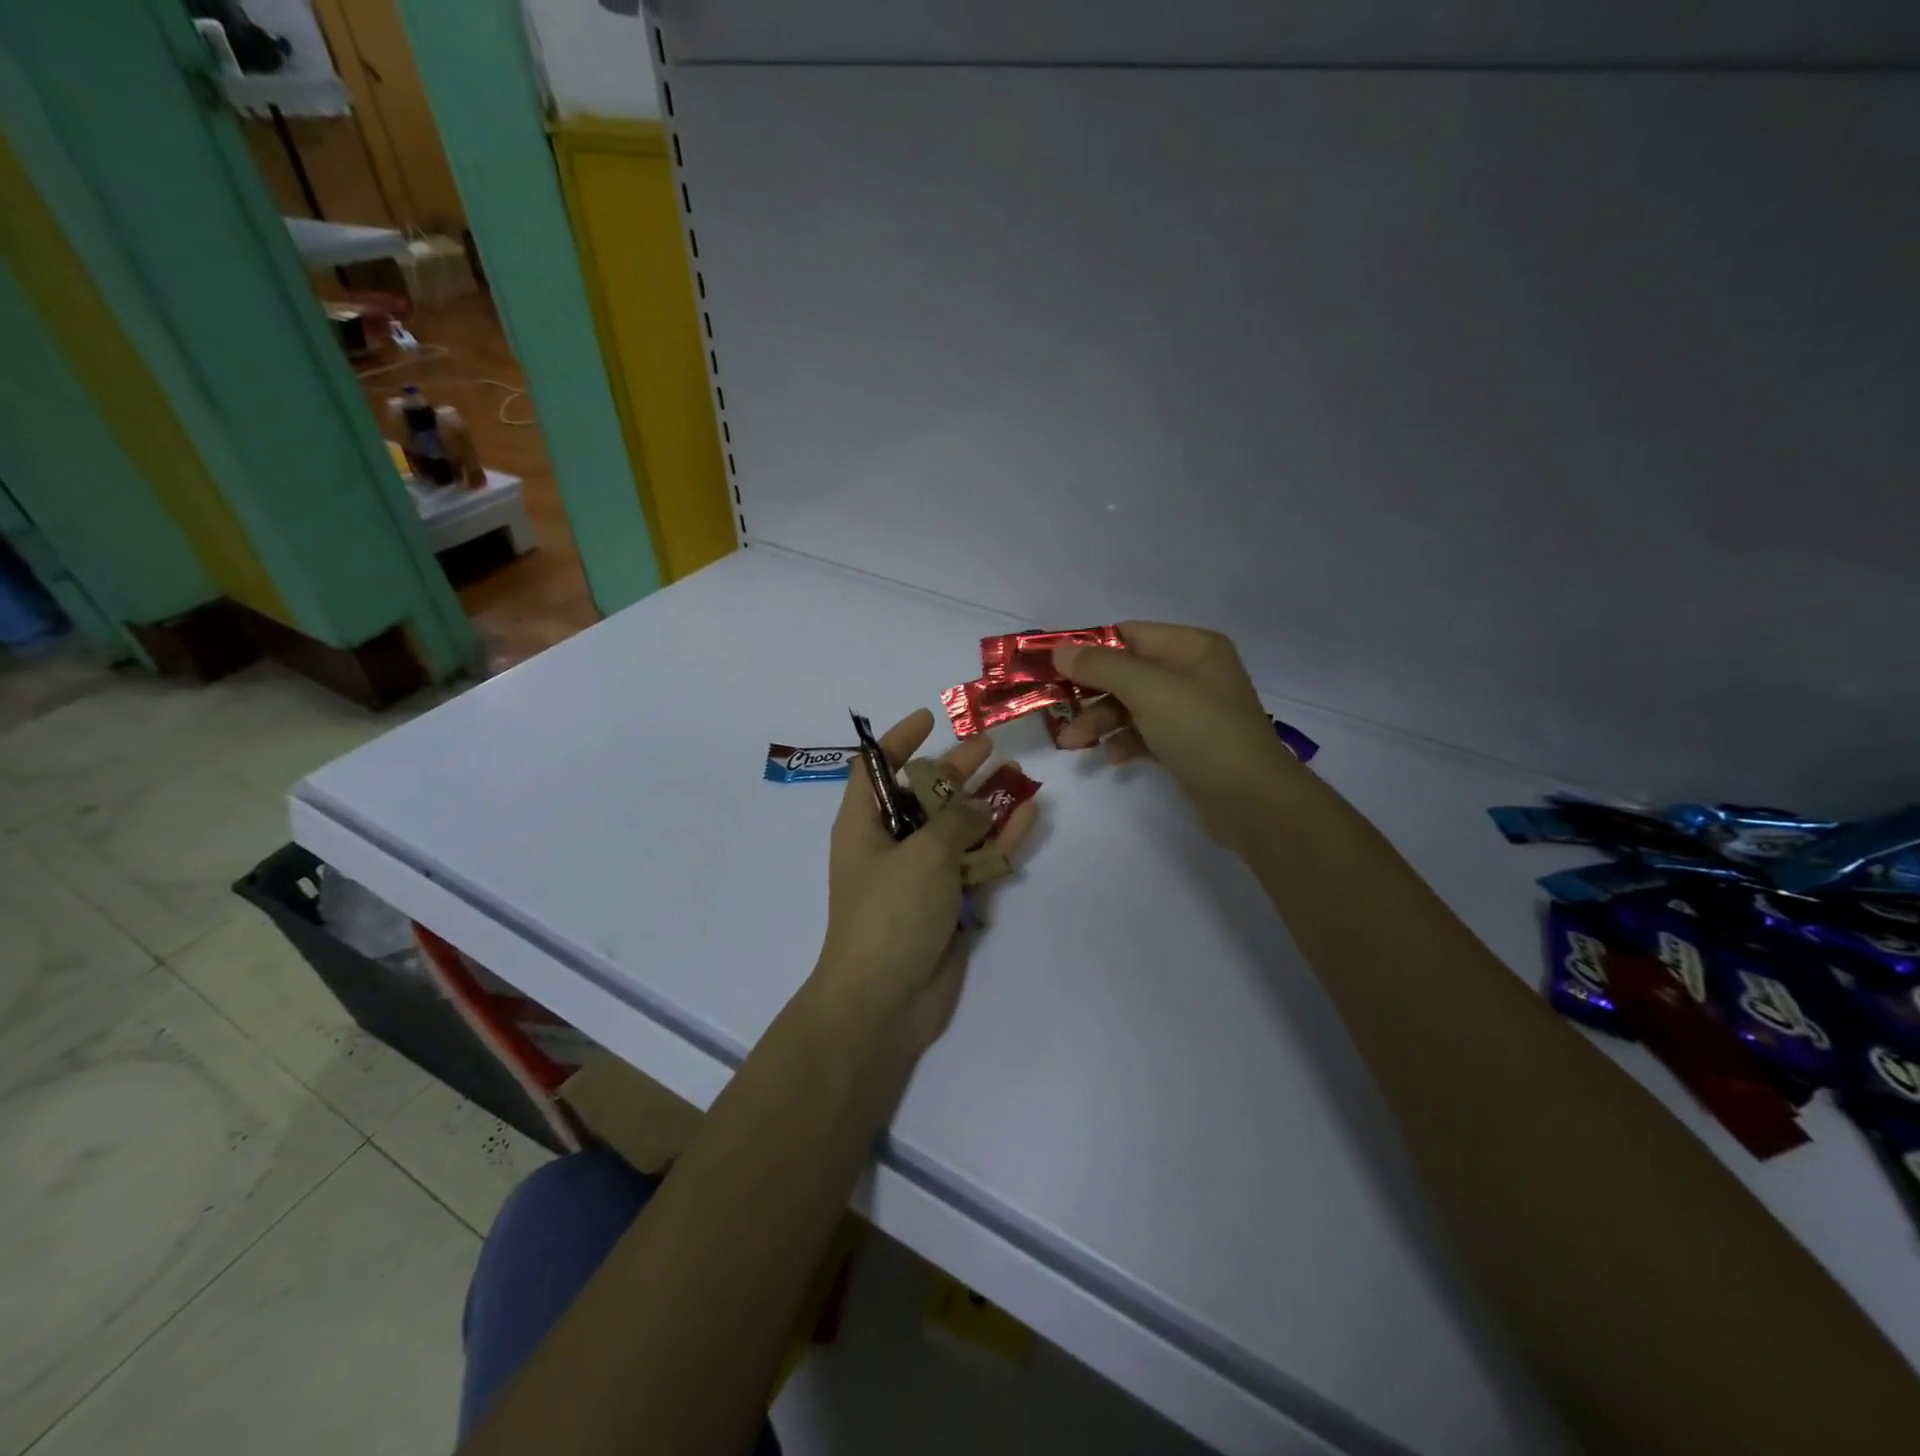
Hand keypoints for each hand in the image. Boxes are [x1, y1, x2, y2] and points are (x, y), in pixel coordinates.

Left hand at [811, 709, 1037, 1057]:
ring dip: (986, 803)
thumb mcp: (922, 855)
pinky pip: (977, 862)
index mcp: (863, 826)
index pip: (874, 769)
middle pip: (924, 795)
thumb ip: (955, 820)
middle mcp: (890, 845)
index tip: (929, 718)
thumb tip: (978, 805)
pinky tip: (1030, 815)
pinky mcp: (948, 902)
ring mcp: (921, 875)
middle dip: (955, 770)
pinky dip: (1001, 840)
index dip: (898, 741)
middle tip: (990, 746)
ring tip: (1020, 775)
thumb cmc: (890, 915)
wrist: (885, 1002)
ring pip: (958, 828)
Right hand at [1053, 623, 1304, 849]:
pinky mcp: (1187, 744)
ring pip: (1132, 705)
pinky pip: (1145, 733)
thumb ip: (1101, 667)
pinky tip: (1112, 758)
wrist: (1252, 801)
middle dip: (1090, 692)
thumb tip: (1059, 649)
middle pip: (1127, 672)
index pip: (1129, 634)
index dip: (1089, 649)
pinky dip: (1124, 741)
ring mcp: (1192, 710)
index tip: (1051, 668)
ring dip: (1100, 721)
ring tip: (1073, 745)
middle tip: (1055, 712)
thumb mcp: (1148, 691)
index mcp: (1192, 647)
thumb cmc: (1202, 732)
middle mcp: (1193, 672)